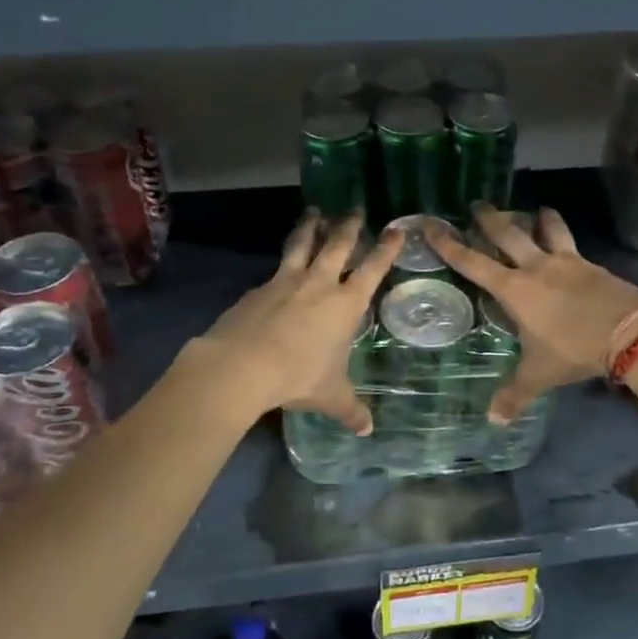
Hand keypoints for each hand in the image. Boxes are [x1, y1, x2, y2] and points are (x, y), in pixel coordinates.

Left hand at [191, 211, 403, 432]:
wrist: (242, 365)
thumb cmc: (298, 376)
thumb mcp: (330, 396)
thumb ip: (351, 409)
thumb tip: (368, 430)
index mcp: (346, 304)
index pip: (373, 269)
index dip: (386, 249)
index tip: (395, 229)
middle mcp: (320, 284)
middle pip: (338, 245)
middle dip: (348, 226)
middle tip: (354, 208)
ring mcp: (286, 281)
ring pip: (303, 245)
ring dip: (311, 227)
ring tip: (314, 211)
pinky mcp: (258, 288)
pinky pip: (276, 268)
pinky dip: (284, 261)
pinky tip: (281, 267)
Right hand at [426, 206, 637, 423]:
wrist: (630, 331)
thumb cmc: (573, 349)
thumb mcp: (540, 374)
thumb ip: (515, 394)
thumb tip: (493, 420)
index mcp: (514, 289)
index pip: (472, 262)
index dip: (449, 244)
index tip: (432, 224)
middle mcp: (536, 267)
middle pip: (507, 234)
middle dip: (489, 219)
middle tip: (478, 205)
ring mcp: (566, 262)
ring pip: (547, 229)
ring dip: (538, 219)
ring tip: (536, 211)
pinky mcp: (591, 265)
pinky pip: (572, 245)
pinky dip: (564, 238)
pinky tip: (567, 246)